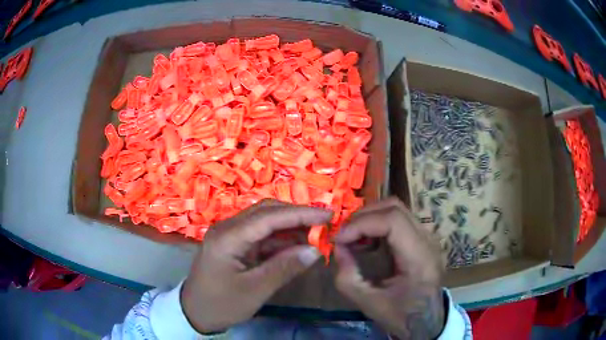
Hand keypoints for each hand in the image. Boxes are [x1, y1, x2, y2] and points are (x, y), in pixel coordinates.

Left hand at [181, 199, 330, 333]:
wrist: (195, 312)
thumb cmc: (221, 303)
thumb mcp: (254, 290)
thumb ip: (284, 268)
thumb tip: (315, 250)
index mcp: (228, 236)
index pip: (269, 217)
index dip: (301, 214)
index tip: (328, 215)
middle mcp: (228, 228)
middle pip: (266, 212)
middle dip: (297, 216)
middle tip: (324, 223)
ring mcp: (231, 235)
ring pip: (265, 223)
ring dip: (290, 228)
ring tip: (317, 234)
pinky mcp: (235, 244)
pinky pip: (261, 236)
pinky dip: (281, 240)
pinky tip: (297, 246)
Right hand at [334, 197, 445, 339]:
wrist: (427, 319)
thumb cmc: (401, 315)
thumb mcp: (369, 303)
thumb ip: (348, 278)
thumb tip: (338, 248)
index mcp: (419, 258)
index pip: (393, 220)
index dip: (362, 223)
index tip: (339, 238)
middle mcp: (428, 240)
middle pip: (395, 207)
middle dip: (363, 216)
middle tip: (343, 235)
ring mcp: (428, 237)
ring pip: (397, 209)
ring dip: (370, 218)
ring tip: (353, 237)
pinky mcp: (423, 238)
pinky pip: (399, 219)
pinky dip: (378, 224)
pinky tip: (368, 242)